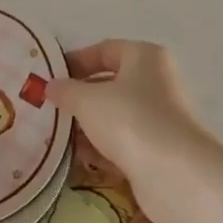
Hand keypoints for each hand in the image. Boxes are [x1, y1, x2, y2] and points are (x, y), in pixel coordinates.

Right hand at [49, 41, 217, 219]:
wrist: (173, 173)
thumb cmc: (128, 119)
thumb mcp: (86, 100)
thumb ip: (65, 90)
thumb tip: (51, 86)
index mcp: (144, 57)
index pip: (105, 50)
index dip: (75, 61)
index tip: (50, 78)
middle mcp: (156, 82)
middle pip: (109, 84)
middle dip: (79, 97)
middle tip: (50, 109)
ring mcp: (159, 117)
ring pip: (115, 116)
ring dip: (87, 126)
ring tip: (58, 136)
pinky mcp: (158, 149)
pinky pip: (123, 142)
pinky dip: (101, 148)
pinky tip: (79, 157)